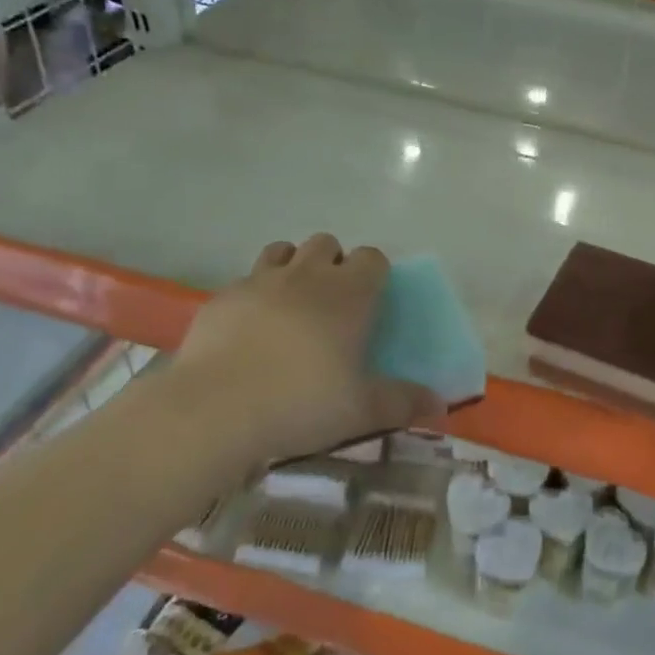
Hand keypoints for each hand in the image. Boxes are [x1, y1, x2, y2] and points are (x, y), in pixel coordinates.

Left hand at [170, 234, 442, 474]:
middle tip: (333, 304)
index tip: (373, 301)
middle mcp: (307, 275)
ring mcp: (260, 280)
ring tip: (293, 304)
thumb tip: (439, 403)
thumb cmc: (303, 402)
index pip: (372, 257)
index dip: (375, 273)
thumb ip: (403, 402)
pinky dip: (255, 294)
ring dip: (294, 267)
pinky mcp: (222, 297)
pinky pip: (246, 279)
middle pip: (327, 243)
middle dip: (334, 263)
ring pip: (283, 250)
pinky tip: (251, 329)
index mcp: (349, 293)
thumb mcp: (363, 410)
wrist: (215, 409)